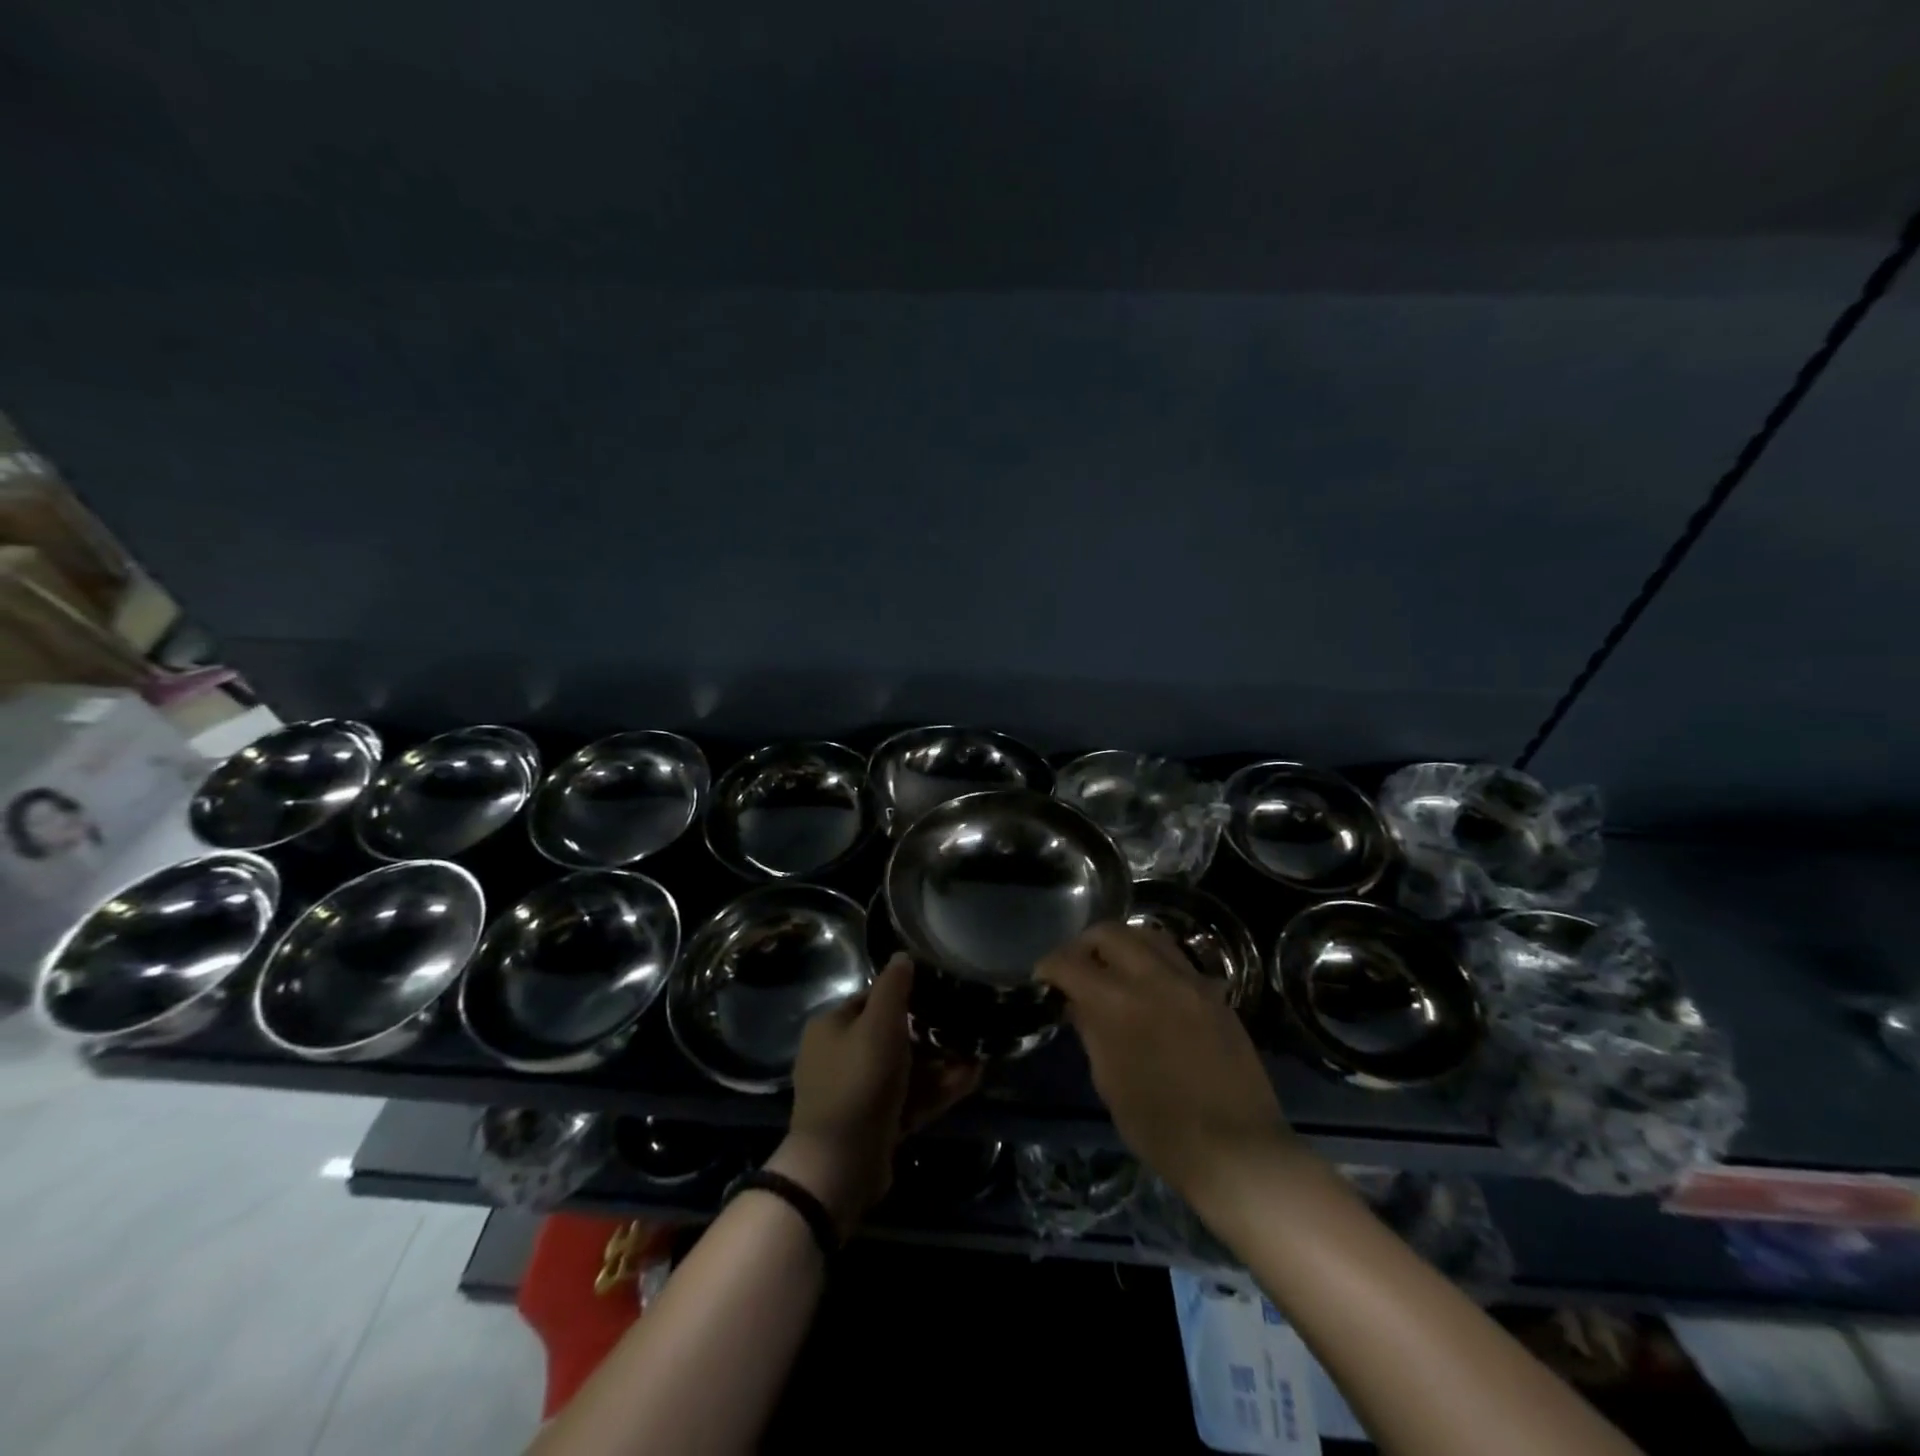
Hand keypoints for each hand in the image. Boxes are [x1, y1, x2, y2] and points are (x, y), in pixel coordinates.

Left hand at [770, 954, 980, 1235]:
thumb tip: (903, 956)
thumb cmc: (858, 1082)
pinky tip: (970, 1080)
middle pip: (892, 1035)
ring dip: (940, 1063)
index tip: (942, 994)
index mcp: (832, 1027)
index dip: (907, 995)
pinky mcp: (875, 1122)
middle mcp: (839, 1055)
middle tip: (966, 1029)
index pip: (872, 999)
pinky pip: (909, 1096)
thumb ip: (893, 987)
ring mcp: (857, 1092)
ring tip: (978, 1056)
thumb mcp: (879, 1025)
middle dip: (931, 1034)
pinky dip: (936, 1089)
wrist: (839, 1166)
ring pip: (906, 1069)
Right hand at [1038, 923, 1293, 1212]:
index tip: (1044, 979)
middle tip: (1077, 968)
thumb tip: (1077, 1002)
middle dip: (1084, 945)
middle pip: (1109, 933)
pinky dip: (1154, 962)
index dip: (1049, 966)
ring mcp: (1190, 981)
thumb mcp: (1109, 1081)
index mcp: (1117, 1003)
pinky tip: (1151, 991)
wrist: (1237, 1150)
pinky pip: (1177, 960)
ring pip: (1148, 936)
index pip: (1070, 962)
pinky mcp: (1215, 994)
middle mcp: (1153, 978)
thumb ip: (1091, 1030)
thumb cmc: (1160, 1127)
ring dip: (1122, 945)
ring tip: (1114, 970)